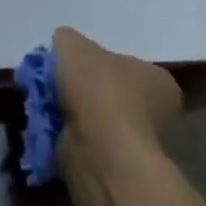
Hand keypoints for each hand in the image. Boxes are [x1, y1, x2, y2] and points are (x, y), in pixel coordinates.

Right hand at [52, 27, 181, 176]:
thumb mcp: (72, 43)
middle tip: (54, 83)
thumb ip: (67, 39)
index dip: (96, 62)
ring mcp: (138, 144)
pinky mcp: (117, 166)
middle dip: (82, 89)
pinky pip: (86, 142)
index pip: (127, 65)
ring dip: (71, 113)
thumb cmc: (97, 89)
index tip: (72, 64)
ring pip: (96, 119)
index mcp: (159, 80)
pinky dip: (68, 135)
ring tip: (45, 104)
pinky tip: (51, 126)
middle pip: (110, 92)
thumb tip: (64, 49)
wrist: (99, 150)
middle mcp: (158, 113)